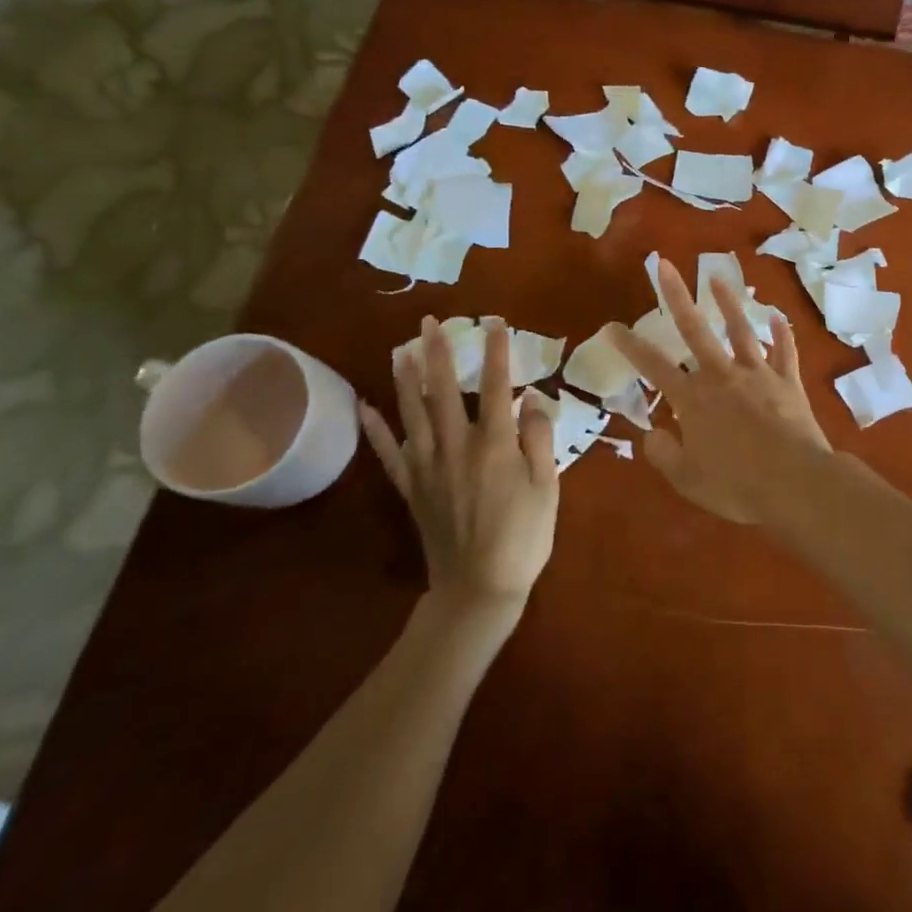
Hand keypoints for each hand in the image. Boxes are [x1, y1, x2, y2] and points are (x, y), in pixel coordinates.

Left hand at [360, 317, 558, 606]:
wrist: (479, 589)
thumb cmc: (523, 537)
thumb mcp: (547, 487)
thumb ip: (539, 439)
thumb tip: (533, 398)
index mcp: (494, 444)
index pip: (496, 386)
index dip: (496, 352)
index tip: (495, 322)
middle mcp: (456, 446)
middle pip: (444, 391)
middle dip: (439, 353)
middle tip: (430, 322)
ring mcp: (428, 467)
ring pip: (413, 414)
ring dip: (406, 379)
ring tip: (401, 350)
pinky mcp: (411, 488)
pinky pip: (389, 454)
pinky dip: (375, 430)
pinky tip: (364, 408)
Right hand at [607, 259, 830, 523]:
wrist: (795, 483)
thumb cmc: (737, 486)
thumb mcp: (688, 480)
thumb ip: (665, 454)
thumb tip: (652, 435)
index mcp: (693, 400)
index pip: (653, 367)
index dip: (630, 346)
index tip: (612, 326)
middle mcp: (722, 376)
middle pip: (695, 329)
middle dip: (677, 296)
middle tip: (666, 265)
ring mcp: (758, 374)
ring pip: (740, 330)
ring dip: (728, 303)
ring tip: (718, 278)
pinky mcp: (788, 381)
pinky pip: (785, 351)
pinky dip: (781, 333)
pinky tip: (778, 317)